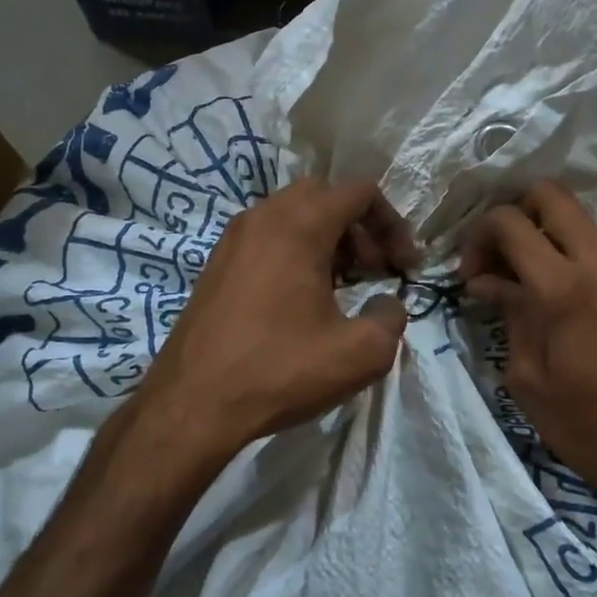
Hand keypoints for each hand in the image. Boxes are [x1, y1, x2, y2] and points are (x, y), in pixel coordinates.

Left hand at [138, 178, 417, 456]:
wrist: (193, 403)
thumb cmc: (280, 370)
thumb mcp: (360, 353)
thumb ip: (391, 317)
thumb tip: (387, 304)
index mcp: (300, 225)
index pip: (359, 192)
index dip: (393, 224)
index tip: (403, 267)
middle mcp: (263, 217)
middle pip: (325, 196)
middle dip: (358, 227)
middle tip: (373, 271)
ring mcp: (233, 238)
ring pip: (292, 215)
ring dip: (327, 239)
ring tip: (341, 287)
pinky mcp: (216, 264)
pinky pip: (267, 237)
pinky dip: (294, 251)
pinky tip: (301, 300)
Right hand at [460, 182, 596, 515]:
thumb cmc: (592, 429)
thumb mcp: (530, 380)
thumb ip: (510, 317)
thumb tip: (489, 282)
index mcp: (565, 288)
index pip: (510, 222)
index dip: (478, 237)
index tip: (468, 275)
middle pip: (551, 195)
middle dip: (512, 214)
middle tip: (496, 260)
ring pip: (578, 222)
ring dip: (542, 238)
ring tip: (522, 286)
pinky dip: (569, 260)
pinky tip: (558, 305)